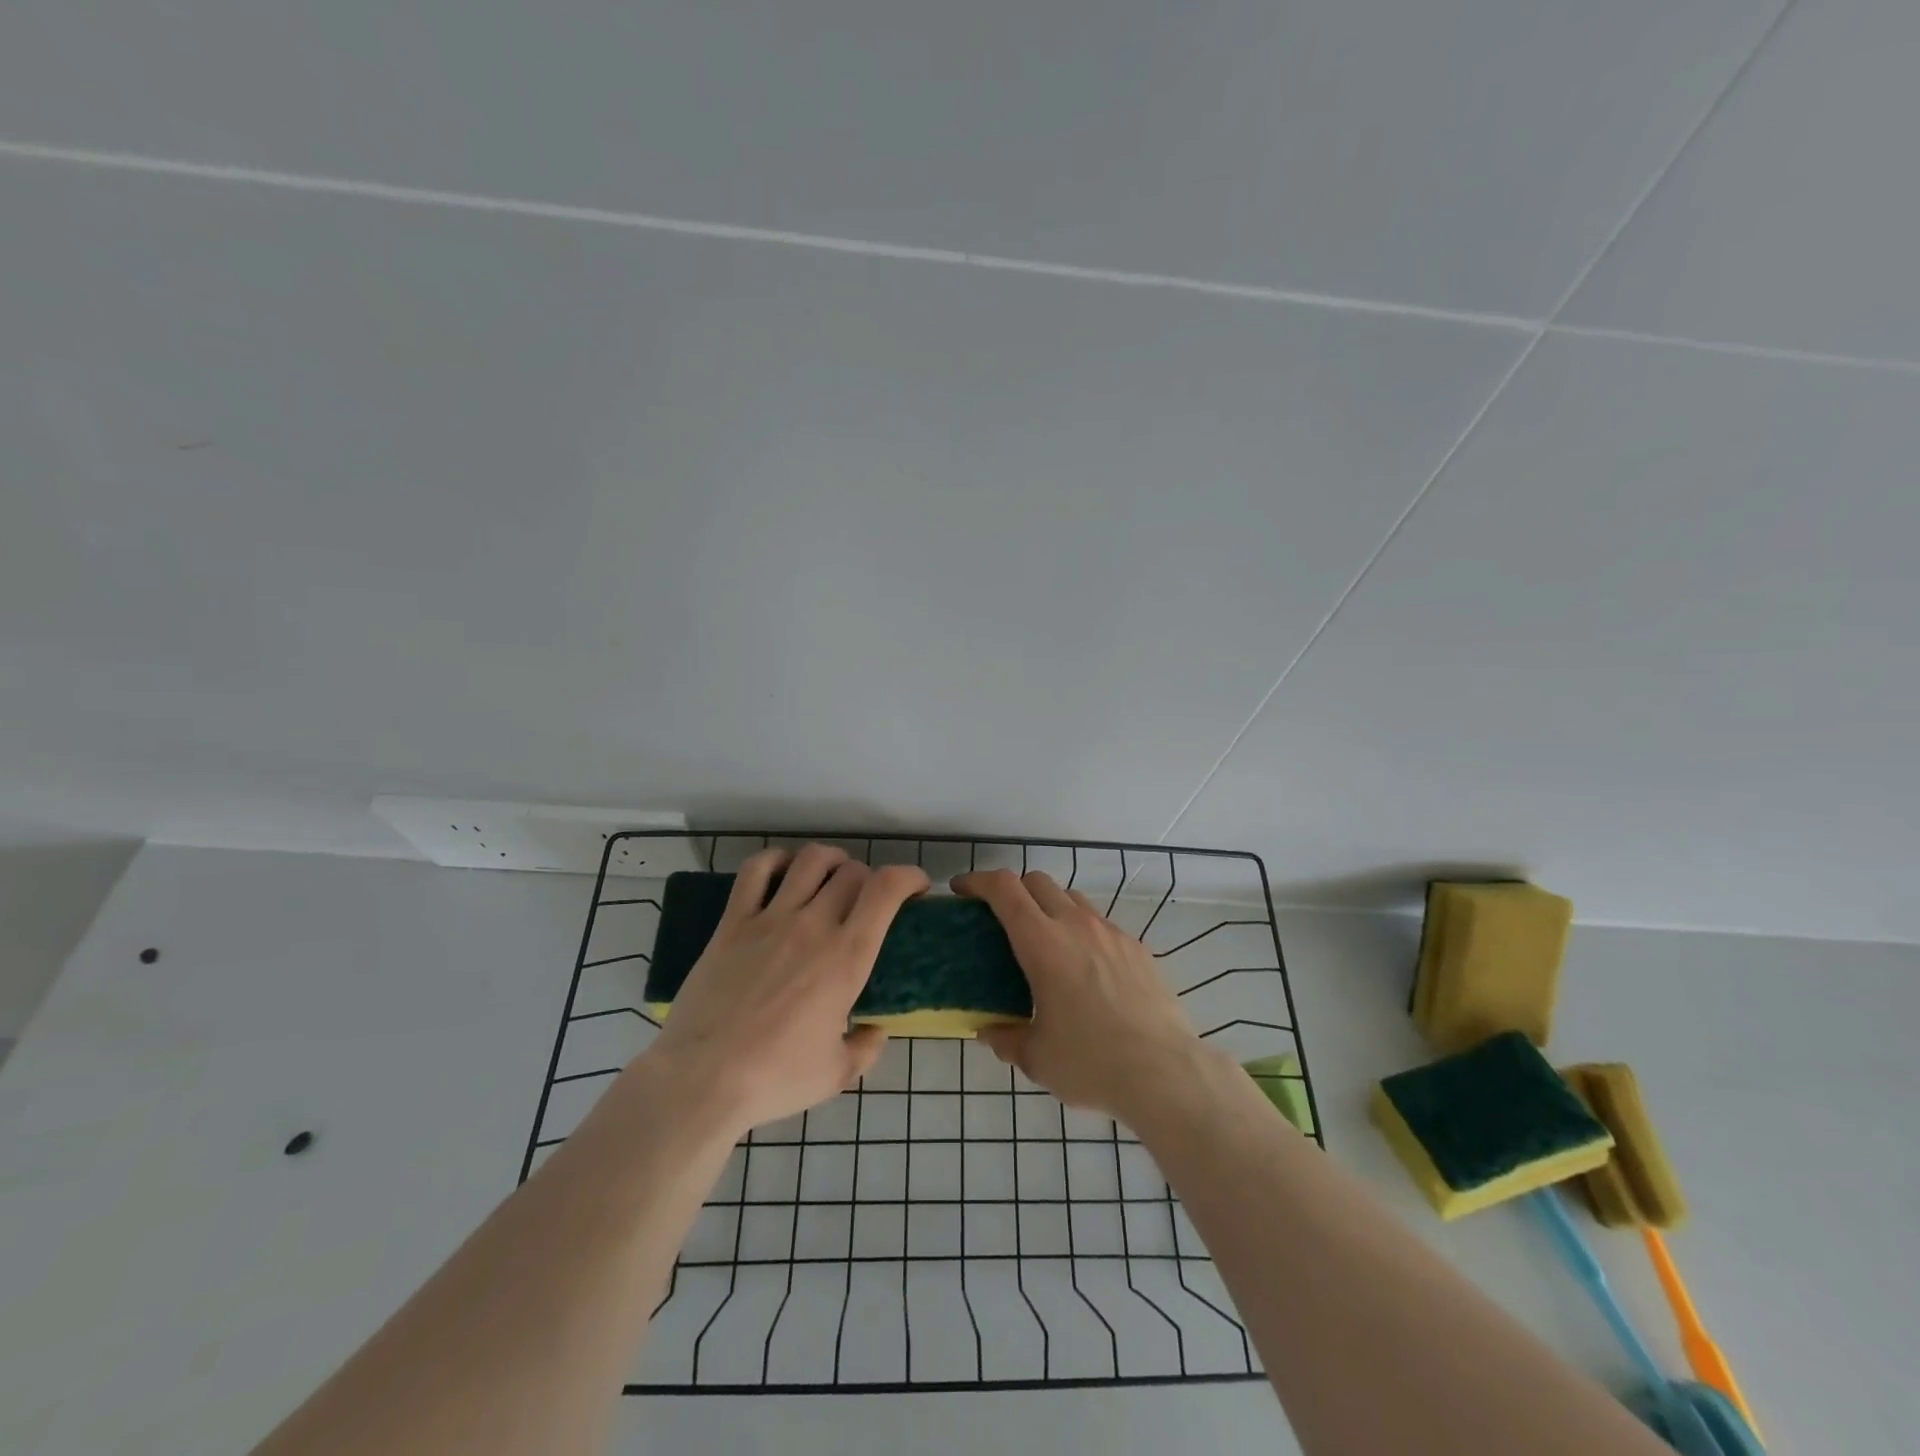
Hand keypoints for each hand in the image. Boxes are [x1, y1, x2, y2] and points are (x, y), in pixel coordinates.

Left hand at [645, 844, 928, 1134]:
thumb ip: (865, 1048)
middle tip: (867, 901)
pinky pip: (756, 871)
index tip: (916, 887)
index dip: (909, 876)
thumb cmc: (775, 1078)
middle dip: (870, 879)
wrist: (701, 1080)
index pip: (886, 890)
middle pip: (852, 872)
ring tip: (832, 876)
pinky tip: (783, 872)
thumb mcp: (836, 1074)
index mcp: (847, 958)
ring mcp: (771, 919)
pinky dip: (776, 860)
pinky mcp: (733, 922)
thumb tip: (875, 1031)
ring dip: (831, 860)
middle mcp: (814, 926)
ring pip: (810, 861)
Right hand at [952, 869, 1209, 1124]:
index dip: (978, 881)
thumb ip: (1006, 1038)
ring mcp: (1111, 933)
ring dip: (1050, 907)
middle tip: (1000, 918)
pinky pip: (1101, 924)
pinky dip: (1082, 931)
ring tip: (1045, 943)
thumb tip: (989, 1032)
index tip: (962, 890)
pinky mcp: (1137, 948)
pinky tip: (1086, 970)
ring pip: (1072, 899)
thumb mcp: (1036, 1057)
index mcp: (1042, 943)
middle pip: (1037, 881)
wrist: (1165, 1072)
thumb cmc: (1090, 1062)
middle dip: (1013, 890)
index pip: (1004, 889)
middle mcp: (1076, 925)